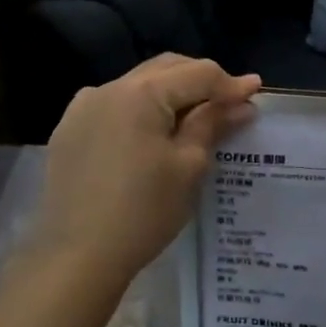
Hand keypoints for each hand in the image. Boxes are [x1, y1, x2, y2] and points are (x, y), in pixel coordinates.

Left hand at [28, 55, 260, 295]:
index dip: (230, 83)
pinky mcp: (69, 131)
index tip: (256, 92)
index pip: (197, 73)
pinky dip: (140, 111)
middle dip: (200, 80)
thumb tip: (242, 104)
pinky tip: (152, 134)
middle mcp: (108, 88)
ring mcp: (82, 108)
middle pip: (165, 69)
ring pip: (138, 86)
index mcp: (142, 93)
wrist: (77, 256)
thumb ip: (213, 125)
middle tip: (229, 102)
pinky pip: (113, 106)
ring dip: (170, 94)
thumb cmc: (143, 211)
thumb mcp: (188, 167)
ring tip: (194, 118)